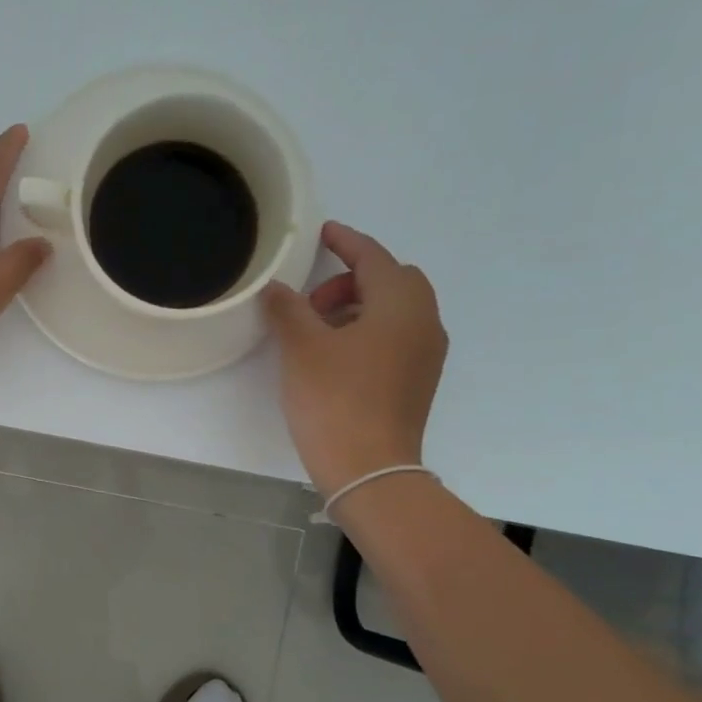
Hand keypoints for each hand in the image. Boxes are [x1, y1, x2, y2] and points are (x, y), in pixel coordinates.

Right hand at [261, 220, 447, 494]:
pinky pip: (397, 336)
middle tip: (313, 301)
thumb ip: (288, 309)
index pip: (373, 257)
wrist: (368, 468)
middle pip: (392, 280)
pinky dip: (370, 330)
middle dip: (353, 279)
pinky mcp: (418, 380)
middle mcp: (423, 320)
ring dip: (360, 306)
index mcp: (400, 303)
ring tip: (319, 330)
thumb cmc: (334, 400)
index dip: (346, 241)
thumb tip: (276, 288)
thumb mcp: (302, 349)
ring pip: (396, 310)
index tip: (323, 233)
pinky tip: (339, 355)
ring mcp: (425, 353)